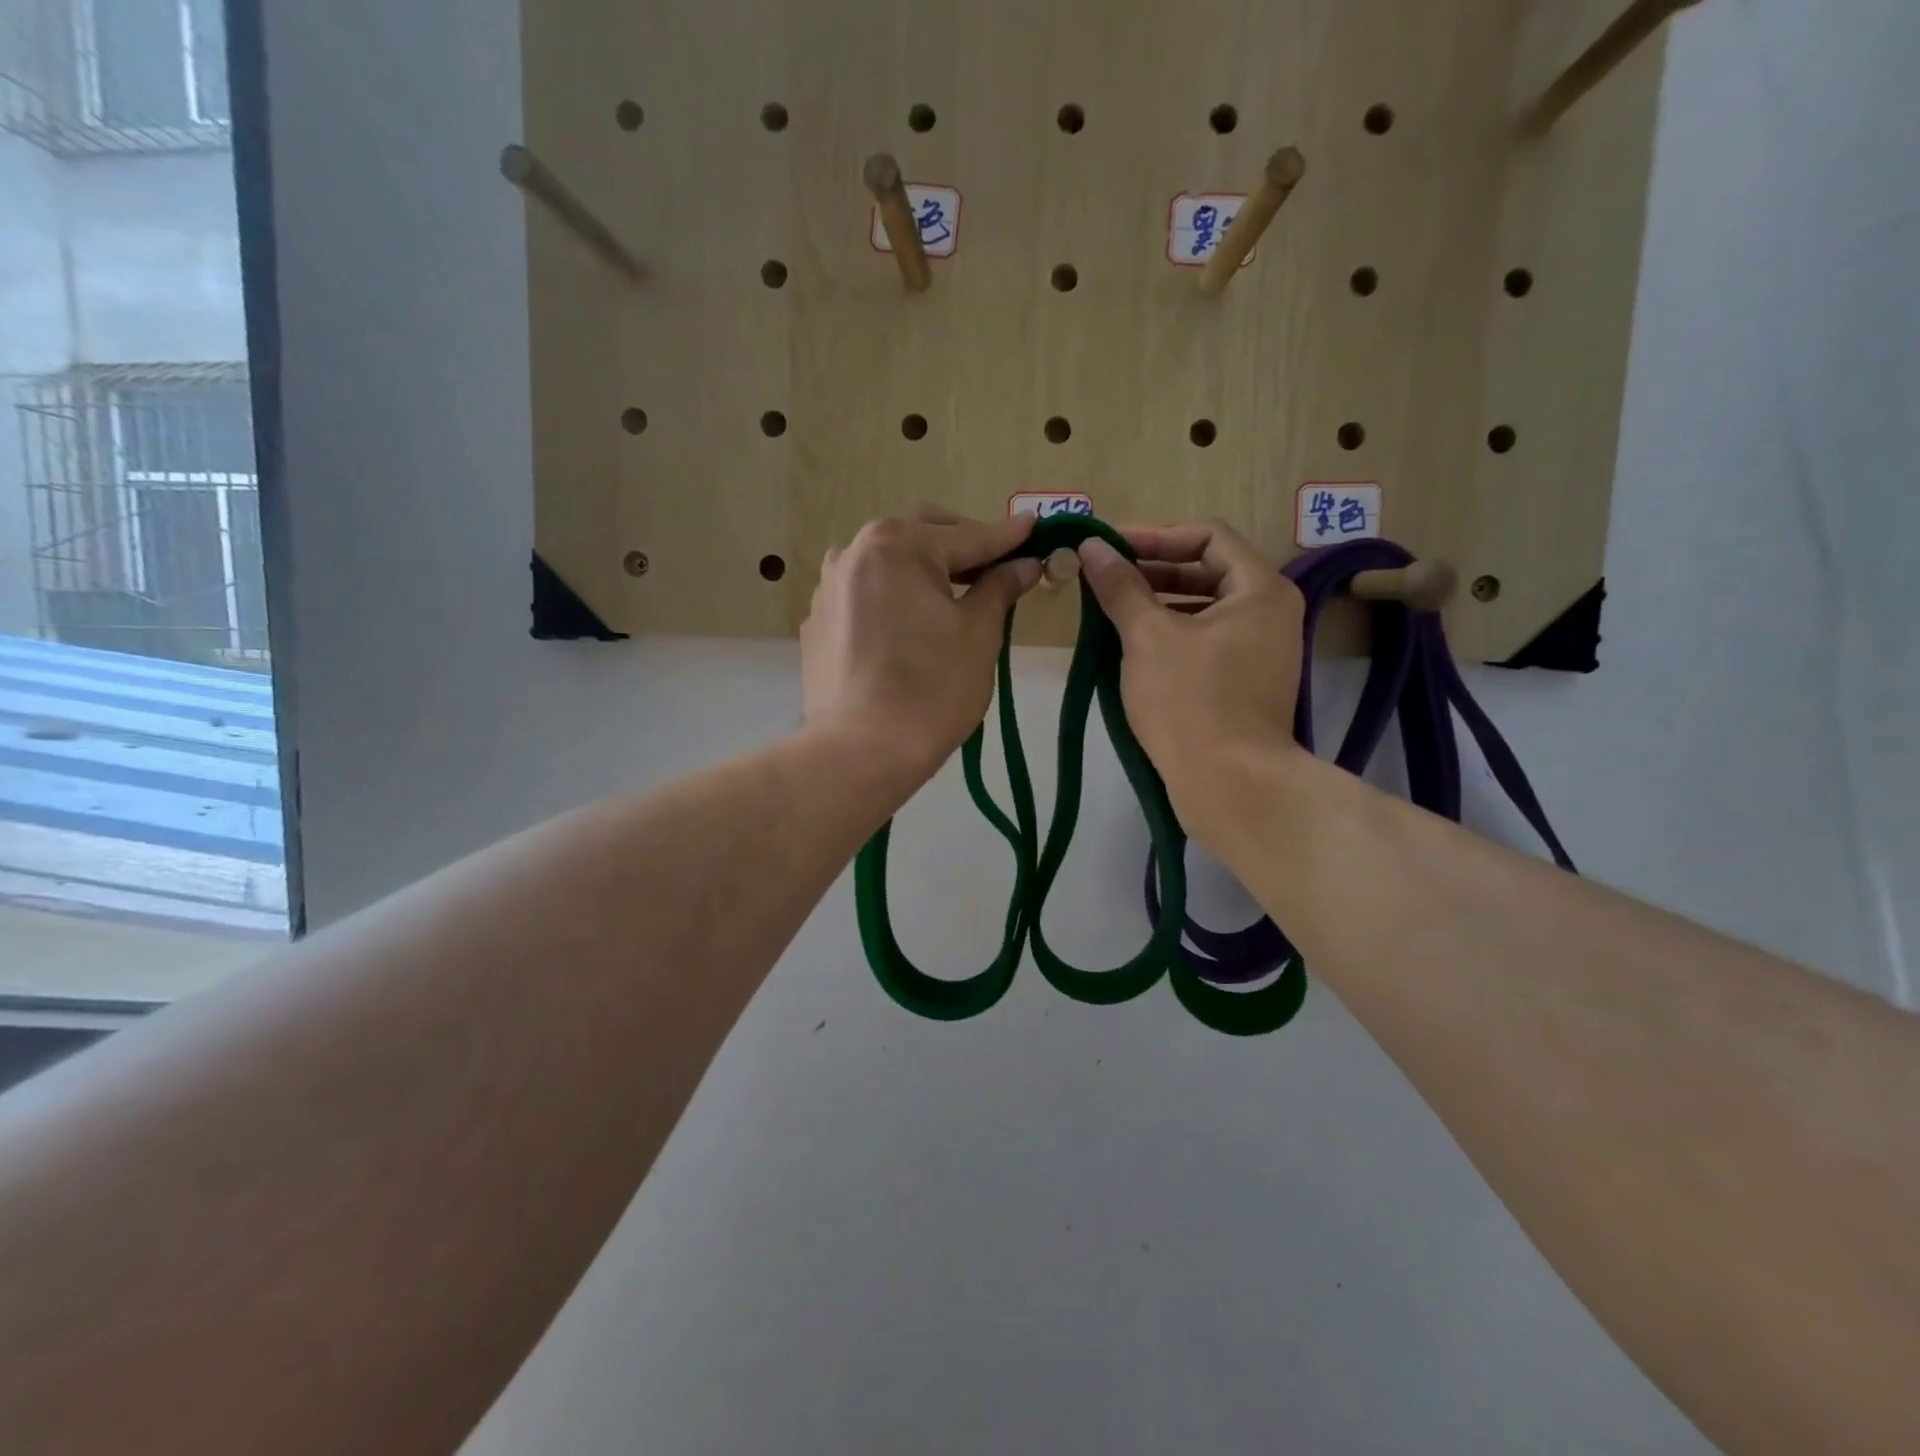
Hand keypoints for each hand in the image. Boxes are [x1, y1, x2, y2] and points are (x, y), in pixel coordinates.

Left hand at [802, 509, 1041, 785]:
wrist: (861, 750)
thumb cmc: (933, 687)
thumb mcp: (979, 633)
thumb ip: (1000, 588)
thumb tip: (1025, 564)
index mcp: (897, 544)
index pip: (967, 536)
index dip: (1007, 537)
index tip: (1035, 527)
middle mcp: (854, 552)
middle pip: (920, 538)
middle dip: (961, 548)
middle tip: (996, 568)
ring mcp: (829, 588)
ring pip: (889, 566)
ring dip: (924, 572)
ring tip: (954, 599)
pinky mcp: (818, 623)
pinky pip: (865, 597)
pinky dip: (894, 600)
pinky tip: (911, 629)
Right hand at [1077, 522, 1304, 837]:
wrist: (1229, 784)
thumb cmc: (1189, 700)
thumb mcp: (1146, 636)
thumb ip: (1120, 586)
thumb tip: (1091, 544)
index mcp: (1260, 589)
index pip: (1208, 536)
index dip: (1156, 536)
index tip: (1112, 547)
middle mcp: (1270, 612)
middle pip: (1208, 570)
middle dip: (1154, 570)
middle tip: (1105, 577)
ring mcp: (1261, 650)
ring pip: (1205, 608)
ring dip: (1158, 603)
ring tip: (1112, 610)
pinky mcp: (1246, 682)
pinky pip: (1206, 640)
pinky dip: (1171, 634)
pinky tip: (1132, 647)